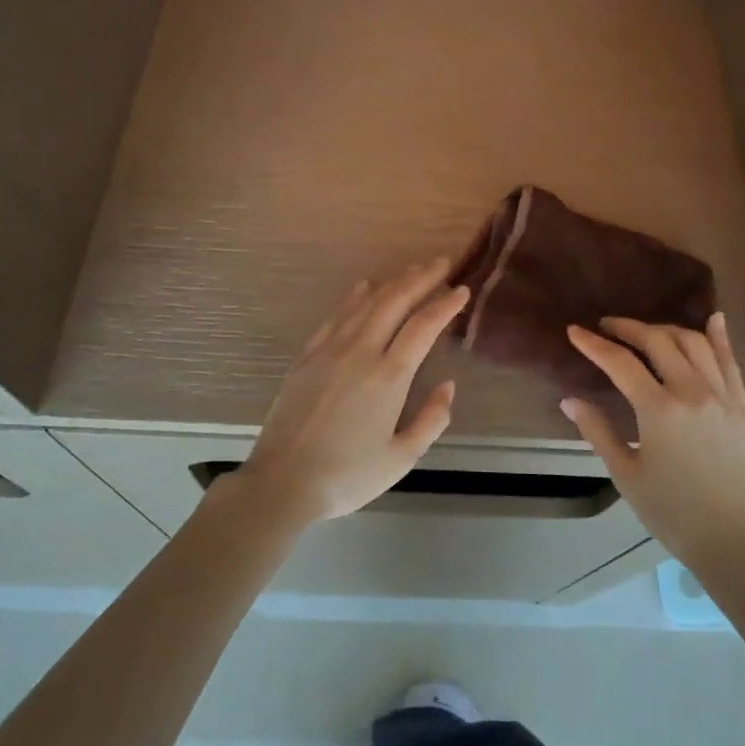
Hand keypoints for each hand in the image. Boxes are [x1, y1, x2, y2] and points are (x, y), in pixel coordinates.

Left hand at [231, 259, 469, 527]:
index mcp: (389, 376)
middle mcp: (361, 351)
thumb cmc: (347, 475)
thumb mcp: (402, 458)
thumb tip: (447, 386)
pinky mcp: (307, 356)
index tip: (462, 289)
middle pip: (395, 302)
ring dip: (392, 282)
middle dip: (421, 278)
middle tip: (441, 263)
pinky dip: (355, 296)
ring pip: (366, 302)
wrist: (283, 482)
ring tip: (412, 270)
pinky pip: (336, 315)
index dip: (445, 304)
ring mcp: (330, 350)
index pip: (424, 326)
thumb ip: (432, 419)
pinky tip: (364, 287)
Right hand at [561, 313, 744, 575]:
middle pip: (657, 341)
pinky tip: (713, 320)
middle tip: (607, 326)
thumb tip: (569, 400)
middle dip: (627, 328)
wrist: (731, 540)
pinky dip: (720, 338)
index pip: (620, 363)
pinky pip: (731, 362)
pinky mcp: (742, 406)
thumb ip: (597, 431)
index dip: (593, 344)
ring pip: (694, 343)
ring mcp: (722, 396)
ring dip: (666, 330)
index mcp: (659, 410)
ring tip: (646, 332)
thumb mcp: (625, 474)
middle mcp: (692, 392)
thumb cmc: (671, 512)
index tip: (574, 331)